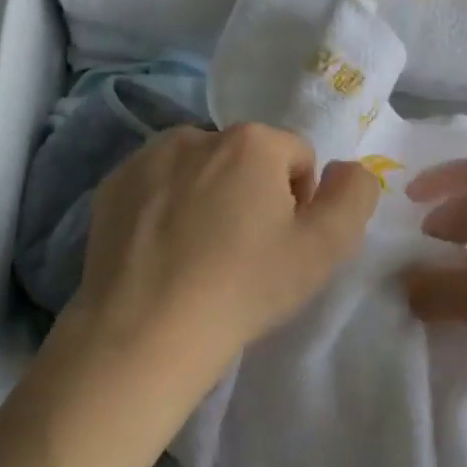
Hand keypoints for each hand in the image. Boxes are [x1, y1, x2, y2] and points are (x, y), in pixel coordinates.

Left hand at [66, 124, 379, 403]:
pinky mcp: (112, 187)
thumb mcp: (325, 248)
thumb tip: (347, 169)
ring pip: (199, 170)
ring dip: (208, 197)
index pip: (297, 158)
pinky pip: (157, 187)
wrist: (144, 333)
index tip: (283, 245)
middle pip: (246, 160)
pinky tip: (163, 254)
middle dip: (253, 194)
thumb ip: (354, 195)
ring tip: (200, 255)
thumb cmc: (244, 287)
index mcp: (252, 142)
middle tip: (244, 254)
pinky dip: (166, 209)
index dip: (301, 202)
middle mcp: (197, 133)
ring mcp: (147, 158)